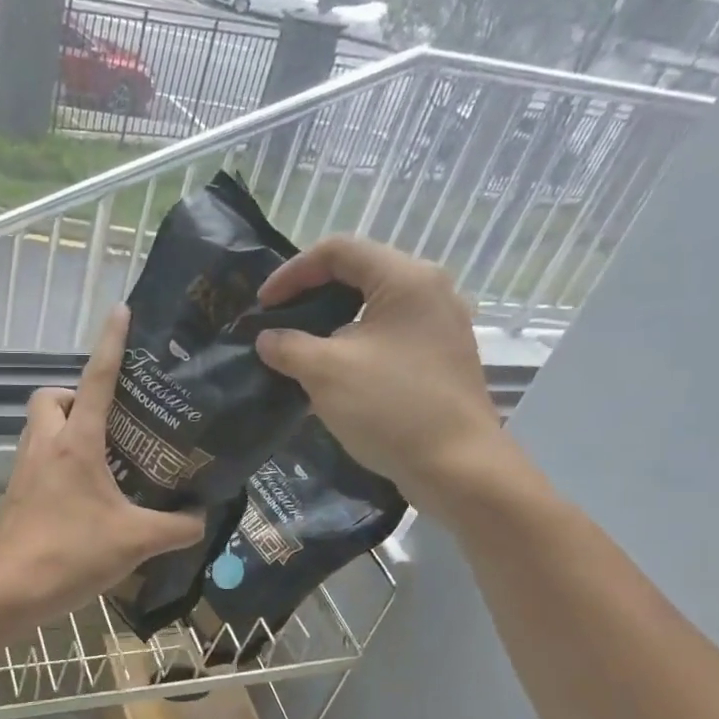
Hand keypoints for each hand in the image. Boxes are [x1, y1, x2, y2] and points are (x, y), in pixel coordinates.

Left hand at [0, 306, 206, 620]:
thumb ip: (177, 527)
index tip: (120, 312)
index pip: (95, 379)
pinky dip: (55, 459)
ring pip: (37, 426)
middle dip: (73, 396)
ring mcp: (24, 469)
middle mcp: (45, 446)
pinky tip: (81, 492)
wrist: (11, 590)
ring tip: (101, 454)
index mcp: (76, 443)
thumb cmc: (72, 554)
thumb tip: (201, 517)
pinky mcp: (15, 494)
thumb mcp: (136, 541)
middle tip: (107, 421)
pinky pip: (34, 457)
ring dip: (63, 427)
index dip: (110, 343)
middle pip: (48, 397)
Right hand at [254, 236, 523, 519]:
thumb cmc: (391, 408)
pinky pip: (388, 337)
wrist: (456, 467)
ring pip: (373, 309)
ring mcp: (439, 326)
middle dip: (310, 297)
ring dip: (330, 325)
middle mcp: (429, 291)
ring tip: (299, 351)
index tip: (262, 306)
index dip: (292, 272)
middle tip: (278, 324)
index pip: (338, 251)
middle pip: (358, 275)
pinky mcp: (440, 359)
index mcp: (405, 279)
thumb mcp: (325, 372)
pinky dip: (354, 346)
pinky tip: (332, 375)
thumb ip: (288, 347)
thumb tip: (268, 339)